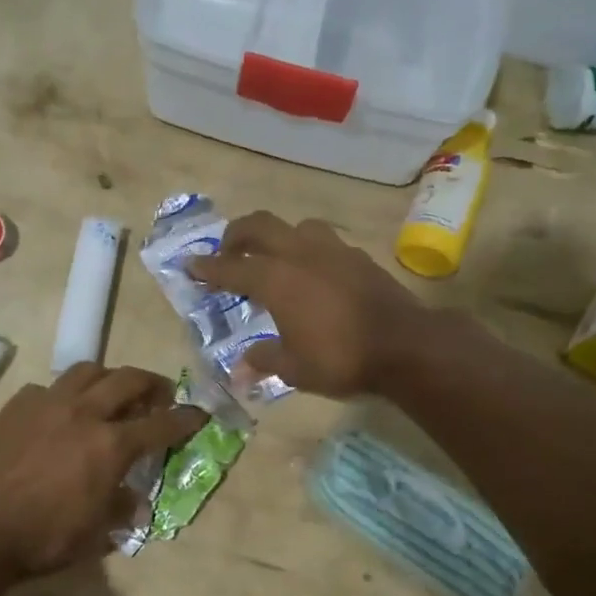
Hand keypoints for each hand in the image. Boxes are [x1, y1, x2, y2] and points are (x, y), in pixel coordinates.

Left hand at [0, 363, 205, 580]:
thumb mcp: (92, 536)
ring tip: (110, 392)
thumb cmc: (40, 539)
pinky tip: (58, 413)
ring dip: (108, 378)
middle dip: (152, 383)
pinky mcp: (16, 406)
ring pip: (88, 370)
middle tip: (159, 394)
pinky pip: (48, 388)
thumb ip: (119, 511)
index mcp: (111, 445)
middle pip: (128, 379)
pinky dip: (64, 394)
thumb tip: (134, 502)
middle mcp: (85, 413)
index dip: (186, 418)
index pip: (161, 424)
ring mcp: (47, 404)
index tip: (199, 414)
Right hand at [186, 213, 430, 397]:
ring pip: (295, 227)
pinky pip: (323, 241)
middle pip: (260, 226)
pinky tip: (312, 271)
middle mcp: (300, 254)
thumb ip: (265, 360)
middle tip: (227, 251)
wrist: (405, 345)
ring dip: (276, 236)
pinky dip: (306, 249)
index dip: (208, 267)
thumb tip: (241, 368)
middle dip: (236, 235)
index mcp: (276, 279)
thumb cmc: (340, 359)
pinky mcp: (358, 256)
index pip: (232, 267)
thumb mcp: (295, 369)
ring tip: (273, 258)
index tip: (190, 265)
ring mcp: (332, 251)